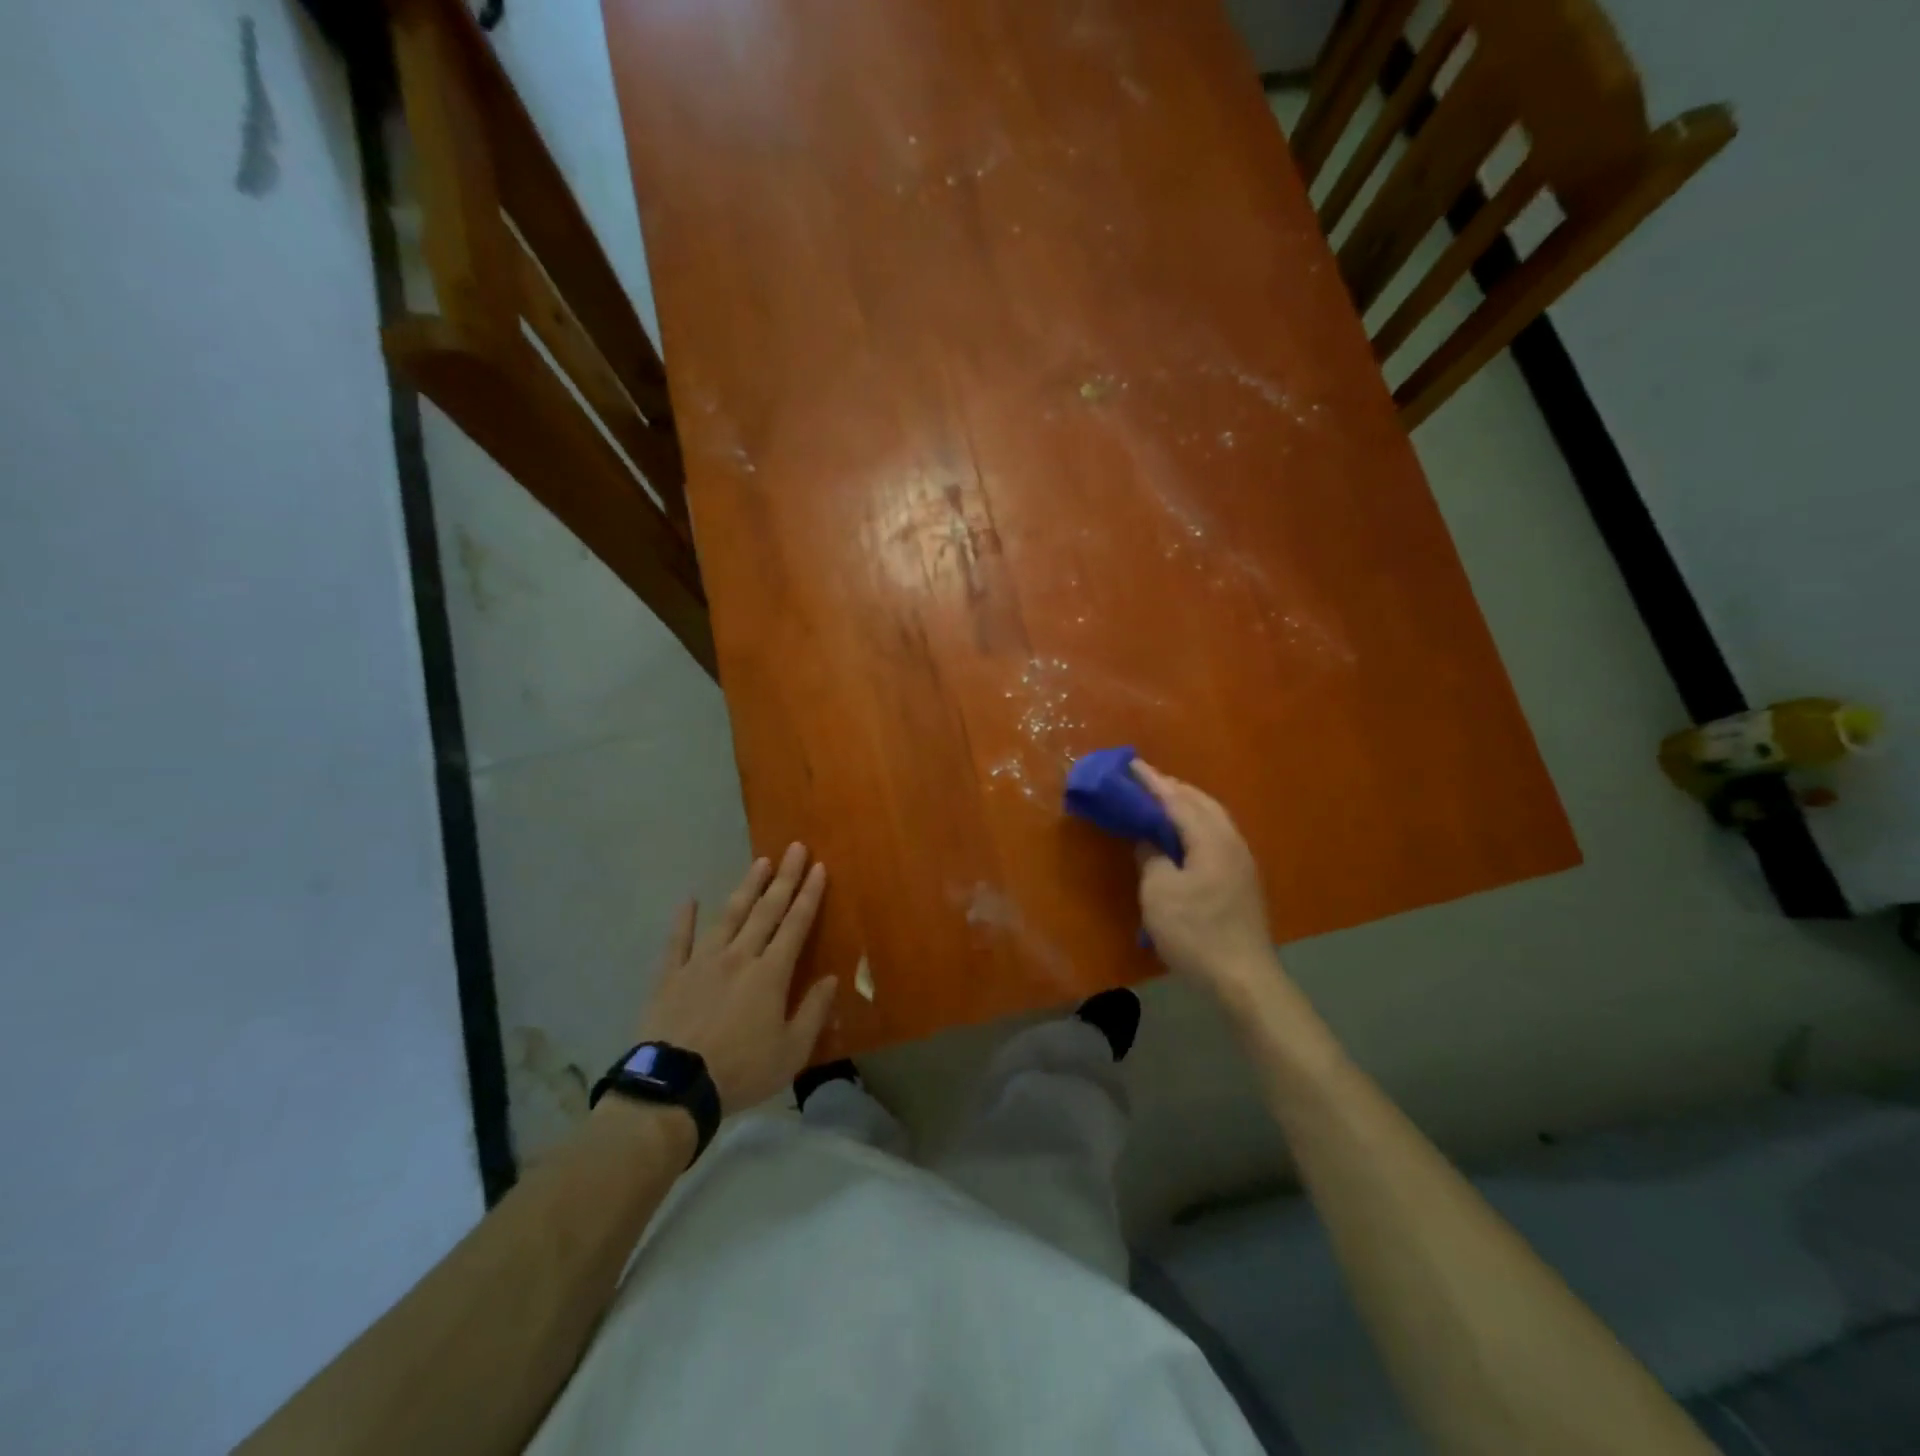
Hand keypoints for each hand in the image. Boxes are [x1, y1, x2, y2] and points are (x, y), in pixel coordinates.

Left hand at [634, 844, 837, 1112]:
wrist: (674, 1087)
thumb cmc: (740, 1071)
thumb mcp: (792, 1052)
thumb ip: (813, 1012)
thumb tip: (831, 978)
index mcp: (770, 974)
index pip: (795, 925)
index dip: (809, 895)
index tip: (819, 867)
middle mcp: (739, 957)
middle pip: (766, 911)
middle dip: (784, 878)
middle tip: (795, 848)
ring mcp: (701, 962)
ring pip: (729, 916)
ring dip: (746, 888)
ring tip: (760, 863)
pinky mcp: (670, 976)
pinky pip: (678, 941)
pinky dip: (684, 919)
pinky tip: (690, 899)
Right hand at [1132, 761, 1277, 1006]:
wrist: (1243, 978)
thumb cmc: (1196, 933)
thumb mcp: (1159, 893)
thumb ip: (1151, 856)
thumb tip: (1148, 838)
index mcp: (1210, 838)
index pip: (1176, 799)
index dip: (1151, 782)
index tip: (1130, 764)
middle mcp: (1230, 841)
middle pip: (1200, 802)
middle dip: (1171, 788)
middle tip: (1141, 781)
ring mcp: (1241, 860)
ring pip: (1212, 817)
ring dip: (1185, 804)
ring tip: (1159, 802)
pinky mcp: (1242, 879)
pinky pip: (1215, 834)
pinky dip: (1194, 824)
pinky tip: (1182, 835)